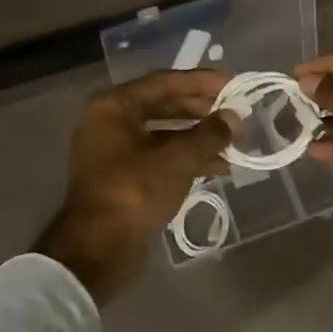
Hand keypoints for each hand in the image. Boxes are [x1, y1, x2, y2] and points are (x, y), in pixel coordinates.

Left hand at [34, 70, 236, 299]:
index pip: (164, 82)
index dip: (200, 82)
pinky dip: (186, 158)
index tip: (232, 84)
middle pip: (163, 106)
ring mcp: (114, 151)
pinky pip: (159, 157)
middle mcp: (110, 122)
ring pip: (163, 134)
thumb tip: (233, 118)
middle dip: (201, 110)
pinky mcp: (123, 177)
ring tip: (232, 142)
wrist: (97, 249)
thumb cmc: (134, 192)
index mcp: (114, 107)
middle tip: (234, 113)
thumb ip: (208, 135)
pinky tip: (217, 167)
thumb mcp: (177, 160)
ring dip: (197, 137)